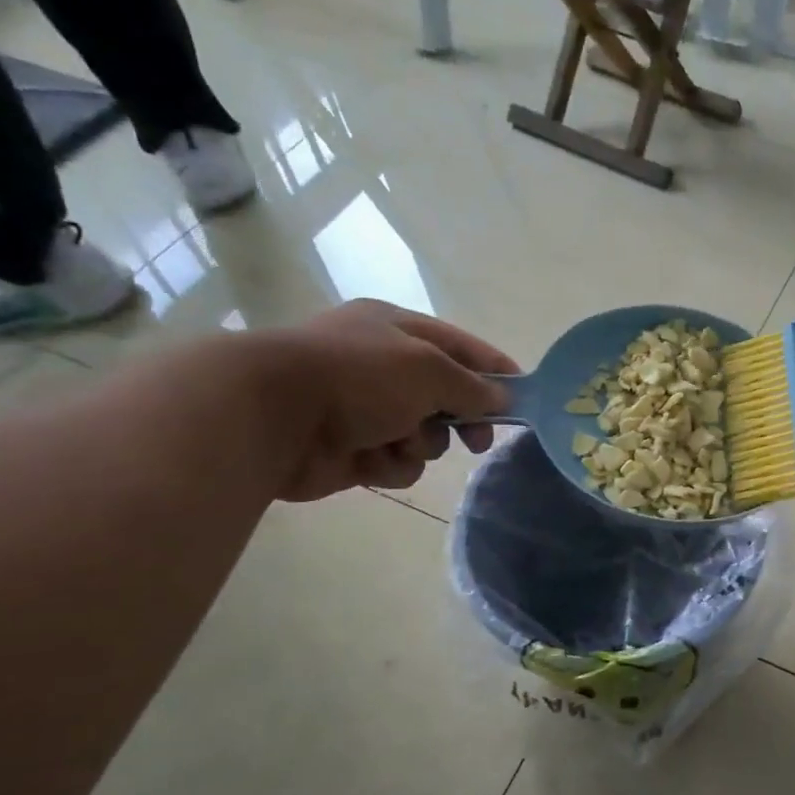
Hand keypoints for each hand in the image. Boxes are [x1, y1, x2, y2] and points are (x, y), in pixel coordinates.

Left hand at [267, 300, 518, 501]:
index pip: (460, 347)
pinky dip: (391, 463)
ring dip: (420, 443)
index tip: (523, 396)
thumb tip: (503, 397)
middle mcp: (382, 367)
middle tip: (477, 441)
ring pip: (424, 436)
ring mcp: (365, 410)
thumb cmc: (358, 376)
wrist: (271, 416)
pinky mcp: (352, 451)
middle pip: (446, 396)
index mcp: (396, 330)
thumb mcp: (428, 368)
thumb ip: (472, 385)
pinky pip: (395, 462)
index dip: (494, 370)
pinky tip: (372, 459)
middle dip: (462, 419)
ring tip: (399, 441)